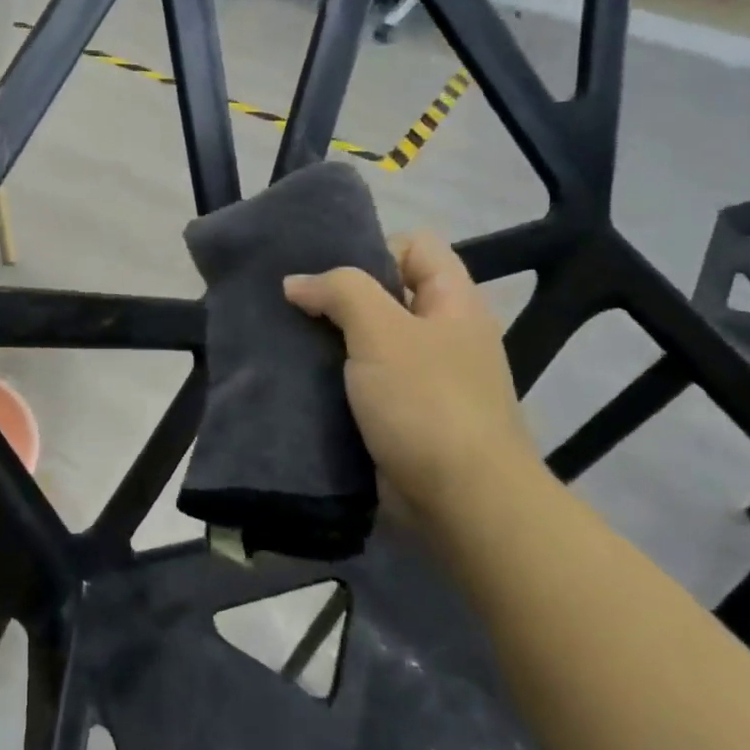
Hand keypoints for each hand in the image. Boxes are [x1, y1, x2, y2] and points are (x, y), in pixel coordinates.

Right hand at [284, 232, 535, 518]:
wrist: (463, 502)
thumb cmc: (426, 402)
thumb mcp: (381, 331)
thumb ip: (340, 291)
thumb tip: (296, 282)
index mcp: (453, 302)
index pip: (415, 246)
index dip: (373, 247)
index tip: (328, 275)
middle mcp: (442, 334)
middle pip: (387, 294)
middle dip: (338, 297)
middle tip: (292, 305)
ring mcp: (425, 378)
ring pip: (369, 341)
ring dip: (330, 341)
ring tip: (285, 341)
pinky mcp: (403, 416)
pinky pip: (363, 383)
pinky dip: (334, 379)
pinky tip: (300, 381)